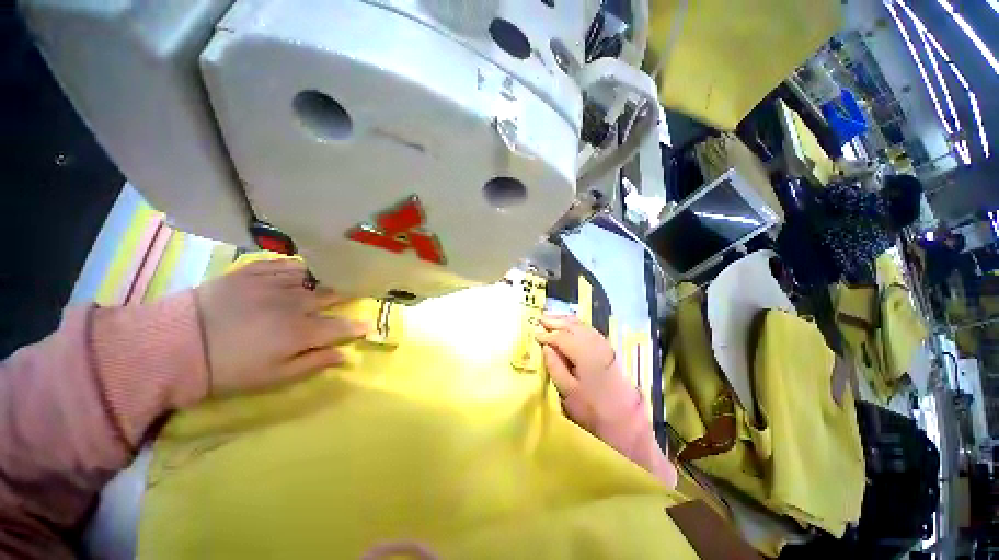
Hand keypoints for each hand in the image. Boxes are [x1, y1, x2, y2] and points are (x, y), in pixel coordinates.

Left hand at [195, 259, 367, 396]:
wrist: (177, 345)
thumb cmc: (229, 369)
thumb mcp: (273, 378)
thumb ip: (313, 364)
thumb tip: (343, 355)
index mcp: (301, 332)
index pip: (340, 327)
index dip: (356, 327)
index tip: (367, 326)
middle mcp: (295, 304)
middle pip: (330, 297)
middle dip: (345, 297)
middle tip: (353, 295)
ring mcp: (274, 285)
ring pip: (311, 278)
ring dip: (324, 281)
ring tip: (329, 281)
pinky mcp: (252, 273)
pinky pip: (283, 264)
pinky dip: (297, 268)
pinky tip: (301, 271)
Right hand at [535, 315, 625, 433]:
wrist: (625, 421)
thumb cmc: (592, 409)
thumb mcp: (568, 392)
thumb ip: (555, 367)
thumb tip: (546, 347)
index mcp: (585, 354)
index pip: (562, 338)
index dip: (547, 335)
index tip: (535, 335)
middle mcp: (596, 345)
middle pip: (573, 326)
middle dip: (556, 321)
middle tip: (541, 319)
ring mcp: (604, 346)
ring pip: (583, 326)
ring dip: (566, 320)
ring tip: (552, 318)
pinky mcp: (608, 350)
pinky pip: (589, 330)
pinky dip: (577, 325)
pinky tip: (570, 327)